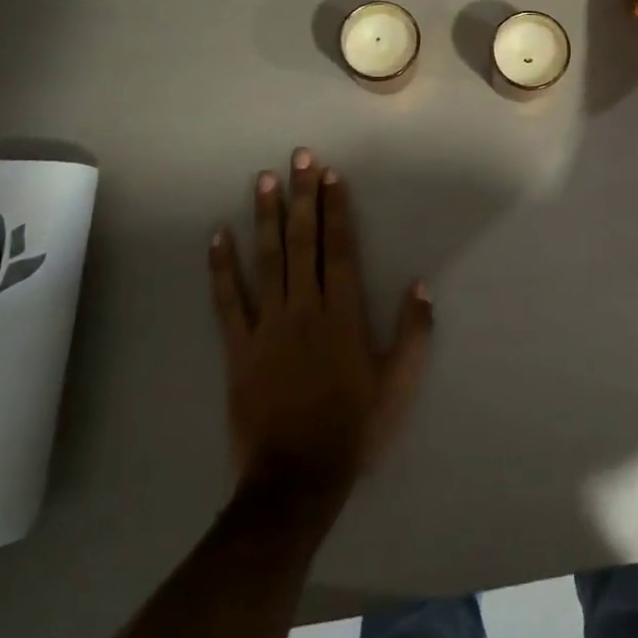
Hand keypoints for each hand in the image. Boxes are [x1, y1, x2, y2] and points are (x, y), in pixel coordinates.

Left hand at [208, 148, 434, 500]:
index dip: (335, 208)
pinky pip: (227, 301)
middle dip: (301, 196)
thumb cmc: (353, 429)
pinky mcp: (238, 349)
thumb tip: (420, 283)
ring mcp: (267, 326)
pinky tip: (217, 236)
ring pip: (266, 260)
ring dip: (265, 218)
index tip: (330, 174)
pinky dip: (220, 268)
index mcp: (343, 314)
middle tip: (297, 157)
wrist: (295, 481)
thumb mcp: (399, 385)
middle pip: (302, 241)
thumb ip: (415, 333)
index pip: (339, 248)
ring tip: (263, 180)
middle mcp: (304, 308)